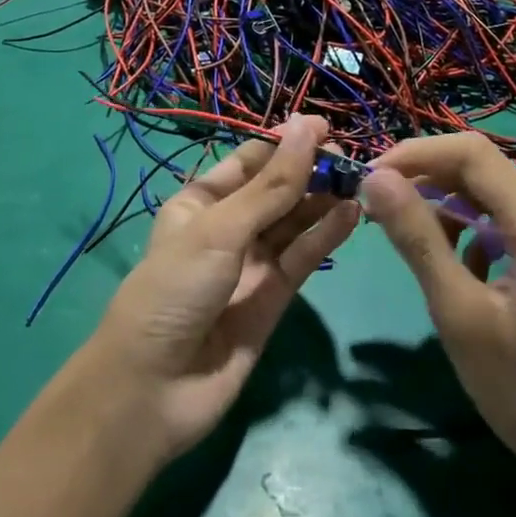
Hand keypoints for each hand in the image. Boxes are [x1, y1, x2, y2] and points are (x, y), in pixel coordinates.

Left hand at [85, 116, 358, 463]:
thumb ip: (272, 185)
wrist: (154, 389)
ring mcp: (251, 264)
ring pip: (294, 223)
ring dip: (323, 201)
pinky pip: (303, 258)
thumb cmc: (176, 289)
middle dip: (310, 172)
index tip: (326, 129)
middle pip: (276, 190)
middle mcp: (227, 227)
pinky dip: (326, 236)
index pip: (250, 161)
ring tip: (361, 182)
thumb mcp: (220, 229)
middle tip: (352, 159)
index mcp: (200, 202)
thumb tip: (308, 126)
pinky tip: (352, 215)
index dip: (285, 143)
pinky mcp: (273, 297)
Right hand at [360, 134, 515, 505]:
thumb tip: (376, 180)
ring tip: (409, 234)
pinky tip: (455, 261)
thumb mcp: (459, 313)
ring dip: (447, 204)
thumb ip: (418, 237)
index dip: (416, 155)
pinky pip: (511, 218)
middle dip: (427, 178)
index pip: (473, 154)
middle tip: (379, 205)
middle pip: (484, 168)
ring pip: (495, 192)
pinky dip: (474, 227)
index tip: (372, 178)